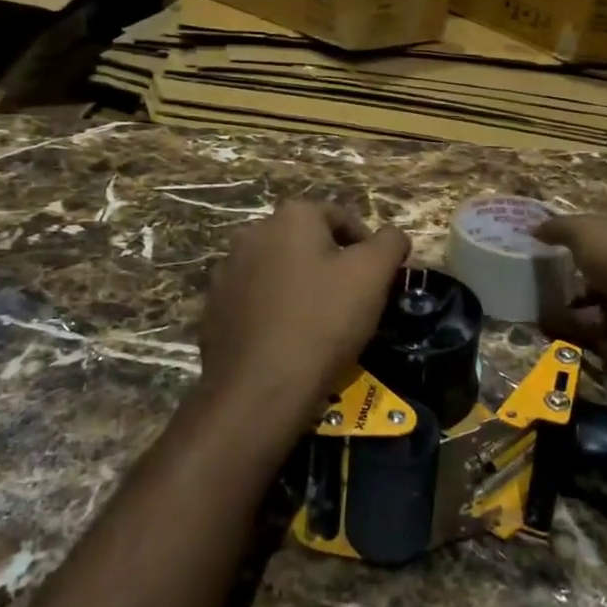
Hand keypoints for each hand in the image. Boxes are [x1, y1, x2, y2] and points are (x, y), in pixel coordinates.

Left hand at [199, 201, 410, 415]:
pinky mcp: (213, 308)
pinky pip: (255, 300)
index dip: (366, 246)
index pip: (341, 217)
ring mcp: (227, 271)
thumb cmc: (323, 321)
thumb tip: (393, 235)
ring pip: (279, 271)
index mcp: (292, 216)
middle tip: (353, 301)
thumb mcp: (374, 275)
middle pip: (307, 242)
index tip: (378, 280)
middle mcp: (253, 233)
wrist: (259, 390)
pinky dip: (274, 311)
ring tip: (321, 324)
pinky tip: (289, 340)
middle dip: (331, 265)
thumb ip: (390, 243)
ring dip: (301, 286)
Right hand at [534, 212, 606, 375]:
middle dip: (567, 269)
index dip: (570, 231)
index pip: (594, 224)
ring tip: (532, 304)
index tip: (540, 242)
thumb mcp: (584, 231)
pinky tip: (545, 327)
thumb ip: (558, 228)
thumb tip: (534, 228)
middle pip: (592, 262)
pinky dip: (572, 327)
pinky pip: (593, 326)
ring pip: (592, 296)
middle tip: (532, 276)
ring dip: (567, 301)